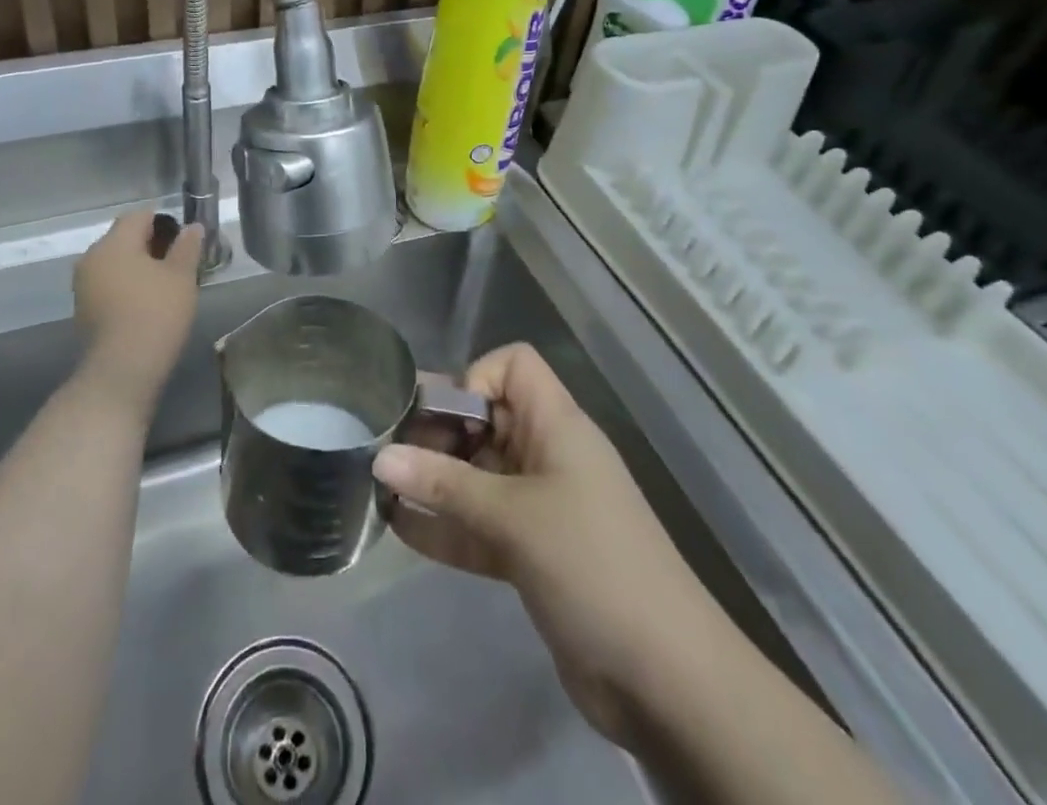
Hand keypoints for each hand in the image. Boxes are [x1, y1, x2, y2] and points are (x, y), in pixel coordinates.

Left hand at [71, 211, 203, 413]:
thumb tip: (192, 227)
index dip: (165, 222)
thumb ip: (187, 247)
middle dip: (151, 245)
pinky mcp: (83, 309)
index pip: (139, 215)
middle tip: (179, 264)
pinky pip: (108, 284)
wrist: (121, 371)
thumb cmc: (155, 314)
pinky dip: (126, 286)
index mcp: (114, 243)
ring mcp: (83, 285)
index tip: (185, 242)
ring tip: (165, 286)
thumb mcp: (181, 277)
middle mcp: (91, 257)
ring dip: (138, 267)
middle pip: (124, 238)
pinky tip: (146, 304)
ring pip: (115, 262)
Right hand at [372, 343, 713, 746]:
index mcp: (556, 425)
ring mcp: (539, 506)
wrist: (667, 679)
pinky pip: (478, 523)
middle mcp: (546, 455)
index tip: (444, 417)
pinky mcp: (531, 553)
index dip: (475, 376)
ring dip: (433, 479)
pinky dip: (444, 523)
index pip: (513, 366)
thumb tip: (380, 457)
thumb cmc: (592, 564)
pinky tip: (398, 527)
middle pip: (485, 420)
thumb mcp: (513, 517)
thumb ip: (444, 485)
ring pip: (476, 474)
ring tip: (379, 484)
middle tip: (385, 447)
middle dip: (436, 430)